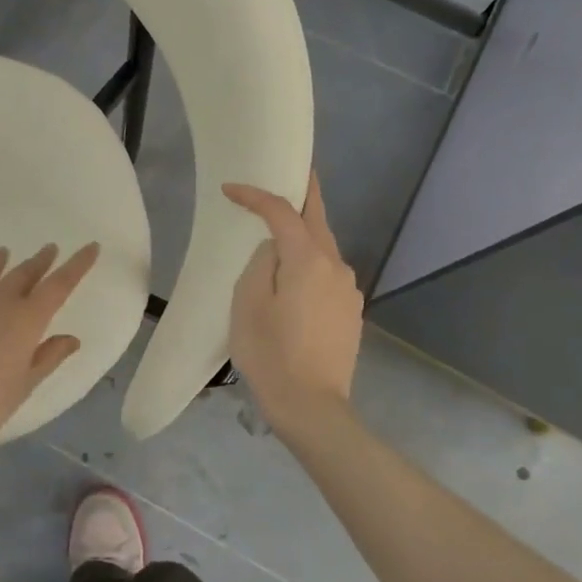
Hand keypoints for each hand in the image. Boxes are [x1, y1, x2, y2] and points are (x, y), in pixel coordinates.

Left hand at [0, 241, 100, 458]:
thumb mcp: (26, 384)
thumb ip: (49, 357)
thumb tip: (72, 339)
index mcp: (28, 318)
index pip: (60, 284)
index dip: (77, 264)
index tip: (91, 246)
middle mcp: (0, 301)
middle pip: (25, 273)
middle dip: (40, 260)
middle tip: (50, 248)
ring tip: (4, 252)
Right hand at [222, 174, 362, 438]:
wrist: (312, 408)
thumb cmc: (271, 353)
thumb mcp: (248, 302)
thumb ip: (261, 263)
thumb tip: (274, 249)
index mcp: (309, 260)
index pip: (283, 213)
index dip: (257, 196)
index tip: (230, 189)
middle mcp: (337, 267)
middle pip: (317, 219)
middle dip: (302, 194)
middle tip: (288, 173)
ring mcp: (348, 291)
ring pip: (324, 248)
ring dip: (303, 234)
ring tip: (279, 233)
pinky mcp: (351, 313)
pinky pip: (327, 274)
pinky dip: (310, 263)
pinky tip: (294, 278)